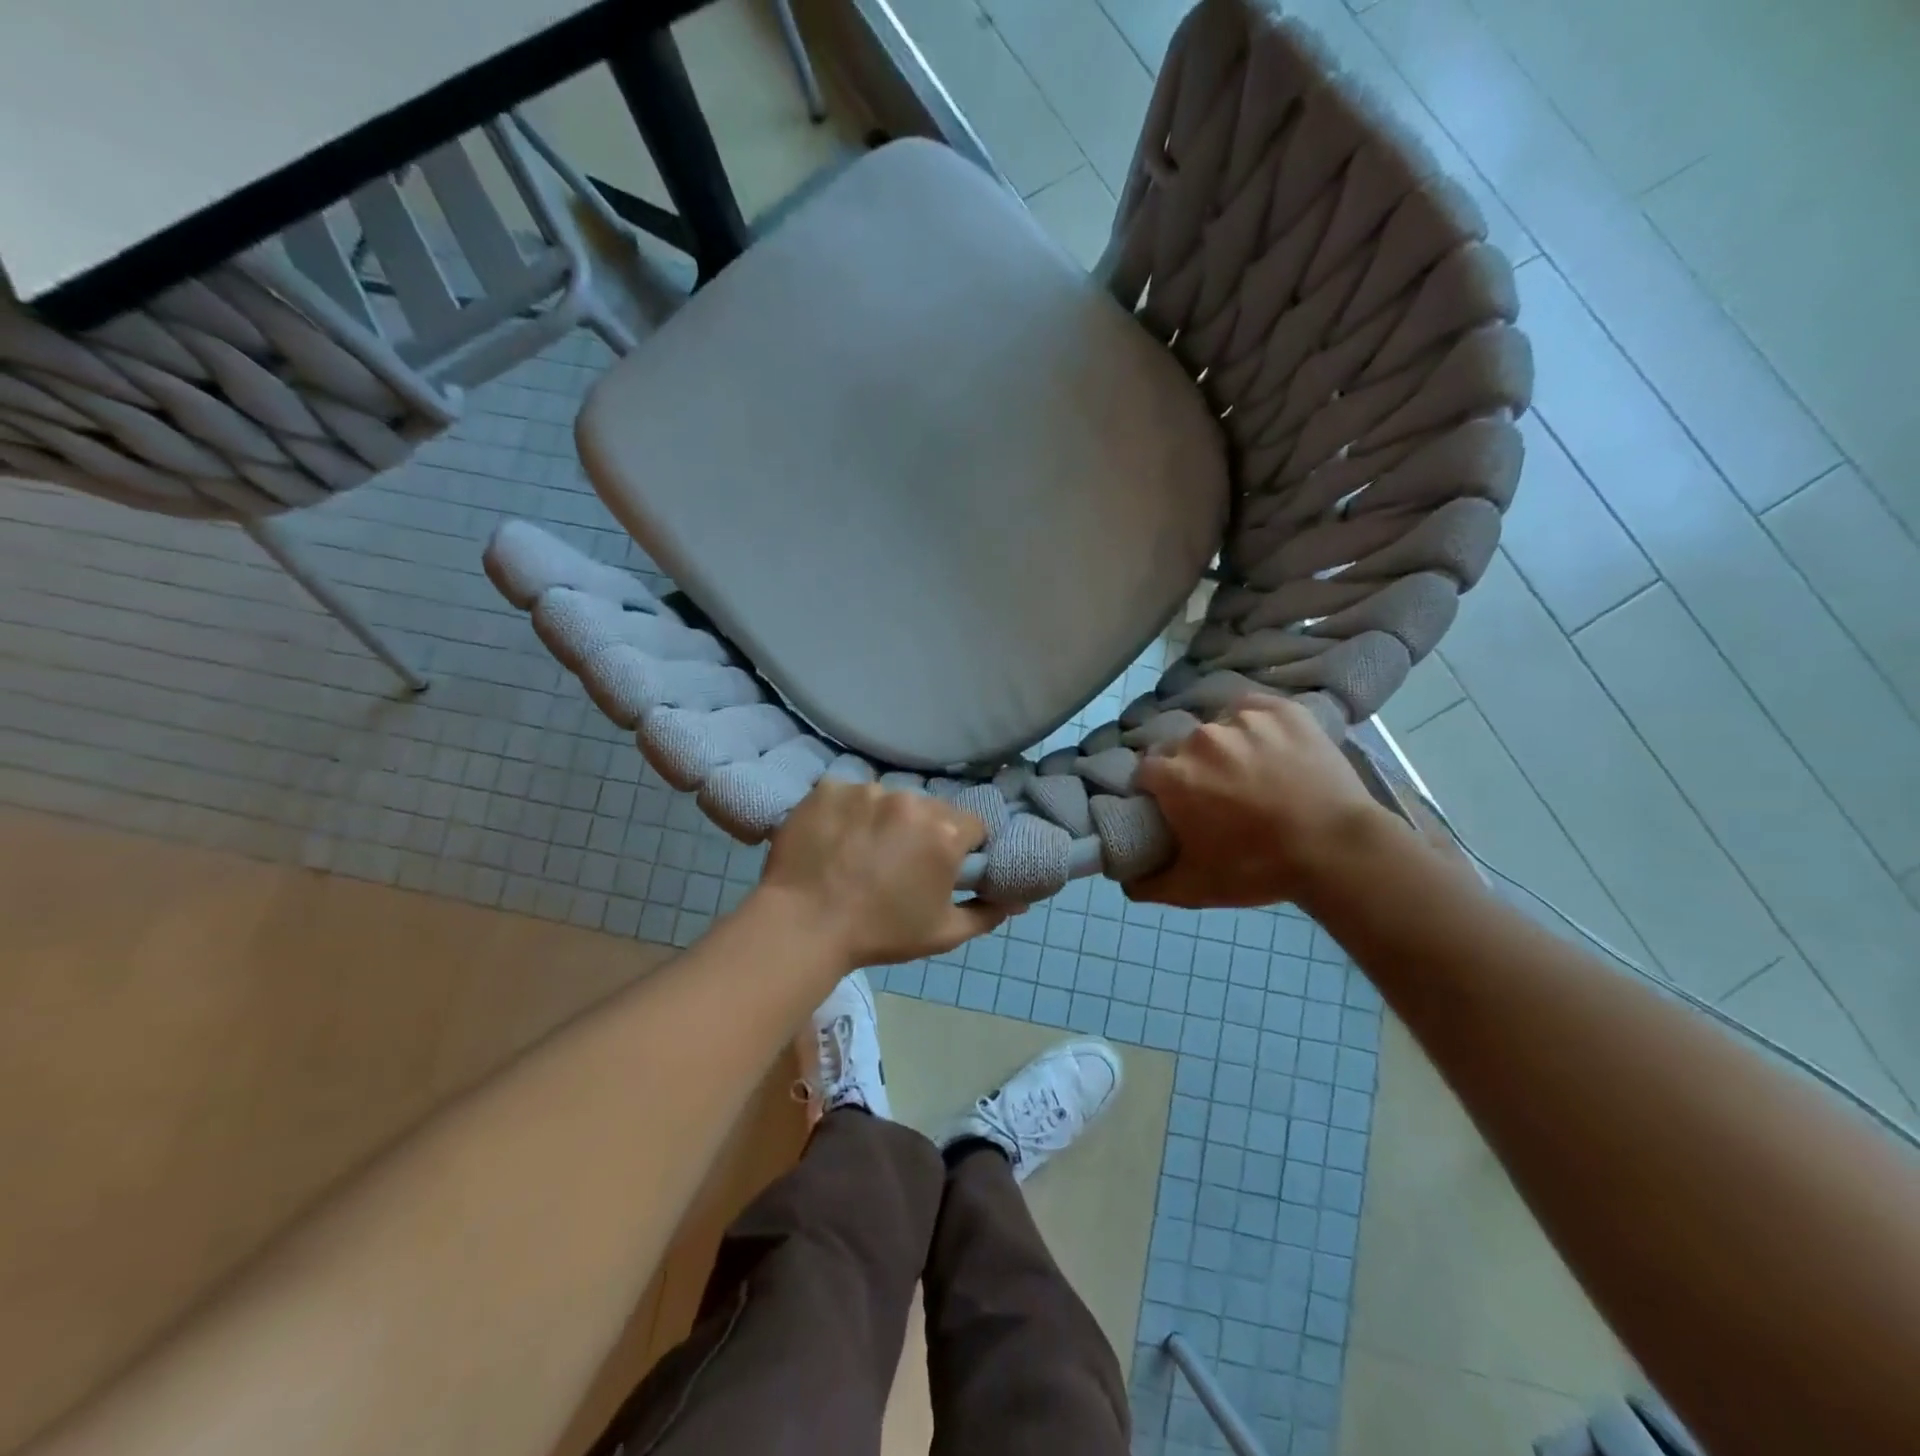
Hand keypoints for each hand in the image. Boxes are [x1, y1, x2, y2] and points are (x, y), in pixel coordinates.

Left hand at [757, 779, 1008, 968]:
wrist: (803, 926)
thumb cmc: (880, 933)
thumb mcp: (942, 933)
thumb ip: (986, 913)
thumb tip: (1018, 901)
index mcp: (944, 831)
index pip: (971, 825)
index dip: (961, 847)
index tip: (941, 867)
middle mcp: (910, 800)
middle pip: (929, 809)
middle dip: (922, 831)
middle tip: (898, 863)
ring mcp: (866, 790)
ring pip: (888, 799)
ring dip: (883, 819)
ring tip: (859, 852)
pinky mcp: (829, 788)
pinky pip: (848, 794)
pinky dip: (846, 812)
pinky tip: (833, 839)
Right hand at [1130, 695, 1395, 909]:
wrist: (1337, 849)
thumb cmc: (1259, 868)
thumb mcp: (1195, 888)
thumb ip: (1148, 884)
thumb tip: (1124, 879)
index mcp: (1172, 775)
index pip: (1145, 772)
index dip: (1157, 791)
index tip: (1175, 807)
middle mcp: (1199, 739)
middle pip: (1180, 748)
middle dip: (1190, 768)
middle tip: (1217, 795)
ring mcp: (1242, 720)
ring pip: (1217, 729)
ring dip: (1224, 748)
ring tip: (1251, 774)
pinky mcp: (1279, 710)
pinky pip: (1252, 710)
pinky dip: (1255, 725)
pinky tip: (1270, 748)